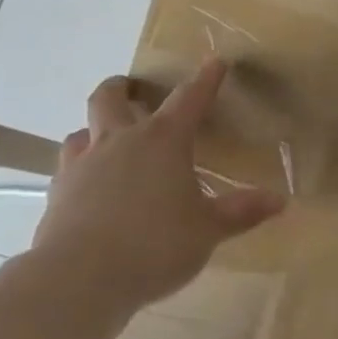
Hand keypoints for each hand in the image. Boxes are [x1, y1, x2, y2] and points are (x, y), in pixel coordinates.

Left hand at [30, 58, 284, 318]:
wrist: (80, 277)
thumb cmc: (156, 244)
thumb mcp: (208, 230)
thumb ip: (241, 211)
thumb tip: (279, 200)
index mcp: (162, 142)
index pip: (188, 99)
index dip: (205, 80)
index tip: (216, 62)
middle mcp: (119, 141)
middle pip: (112, 98)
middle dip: (124, 88)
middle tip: (133, 89)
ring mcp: (82, 164)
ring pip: (82, 129)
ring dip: (97, 126)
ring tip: (108, 138)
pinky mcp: (58, 192)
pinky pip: (68, 165)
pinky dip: (82, 164)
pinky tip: (90, 183)